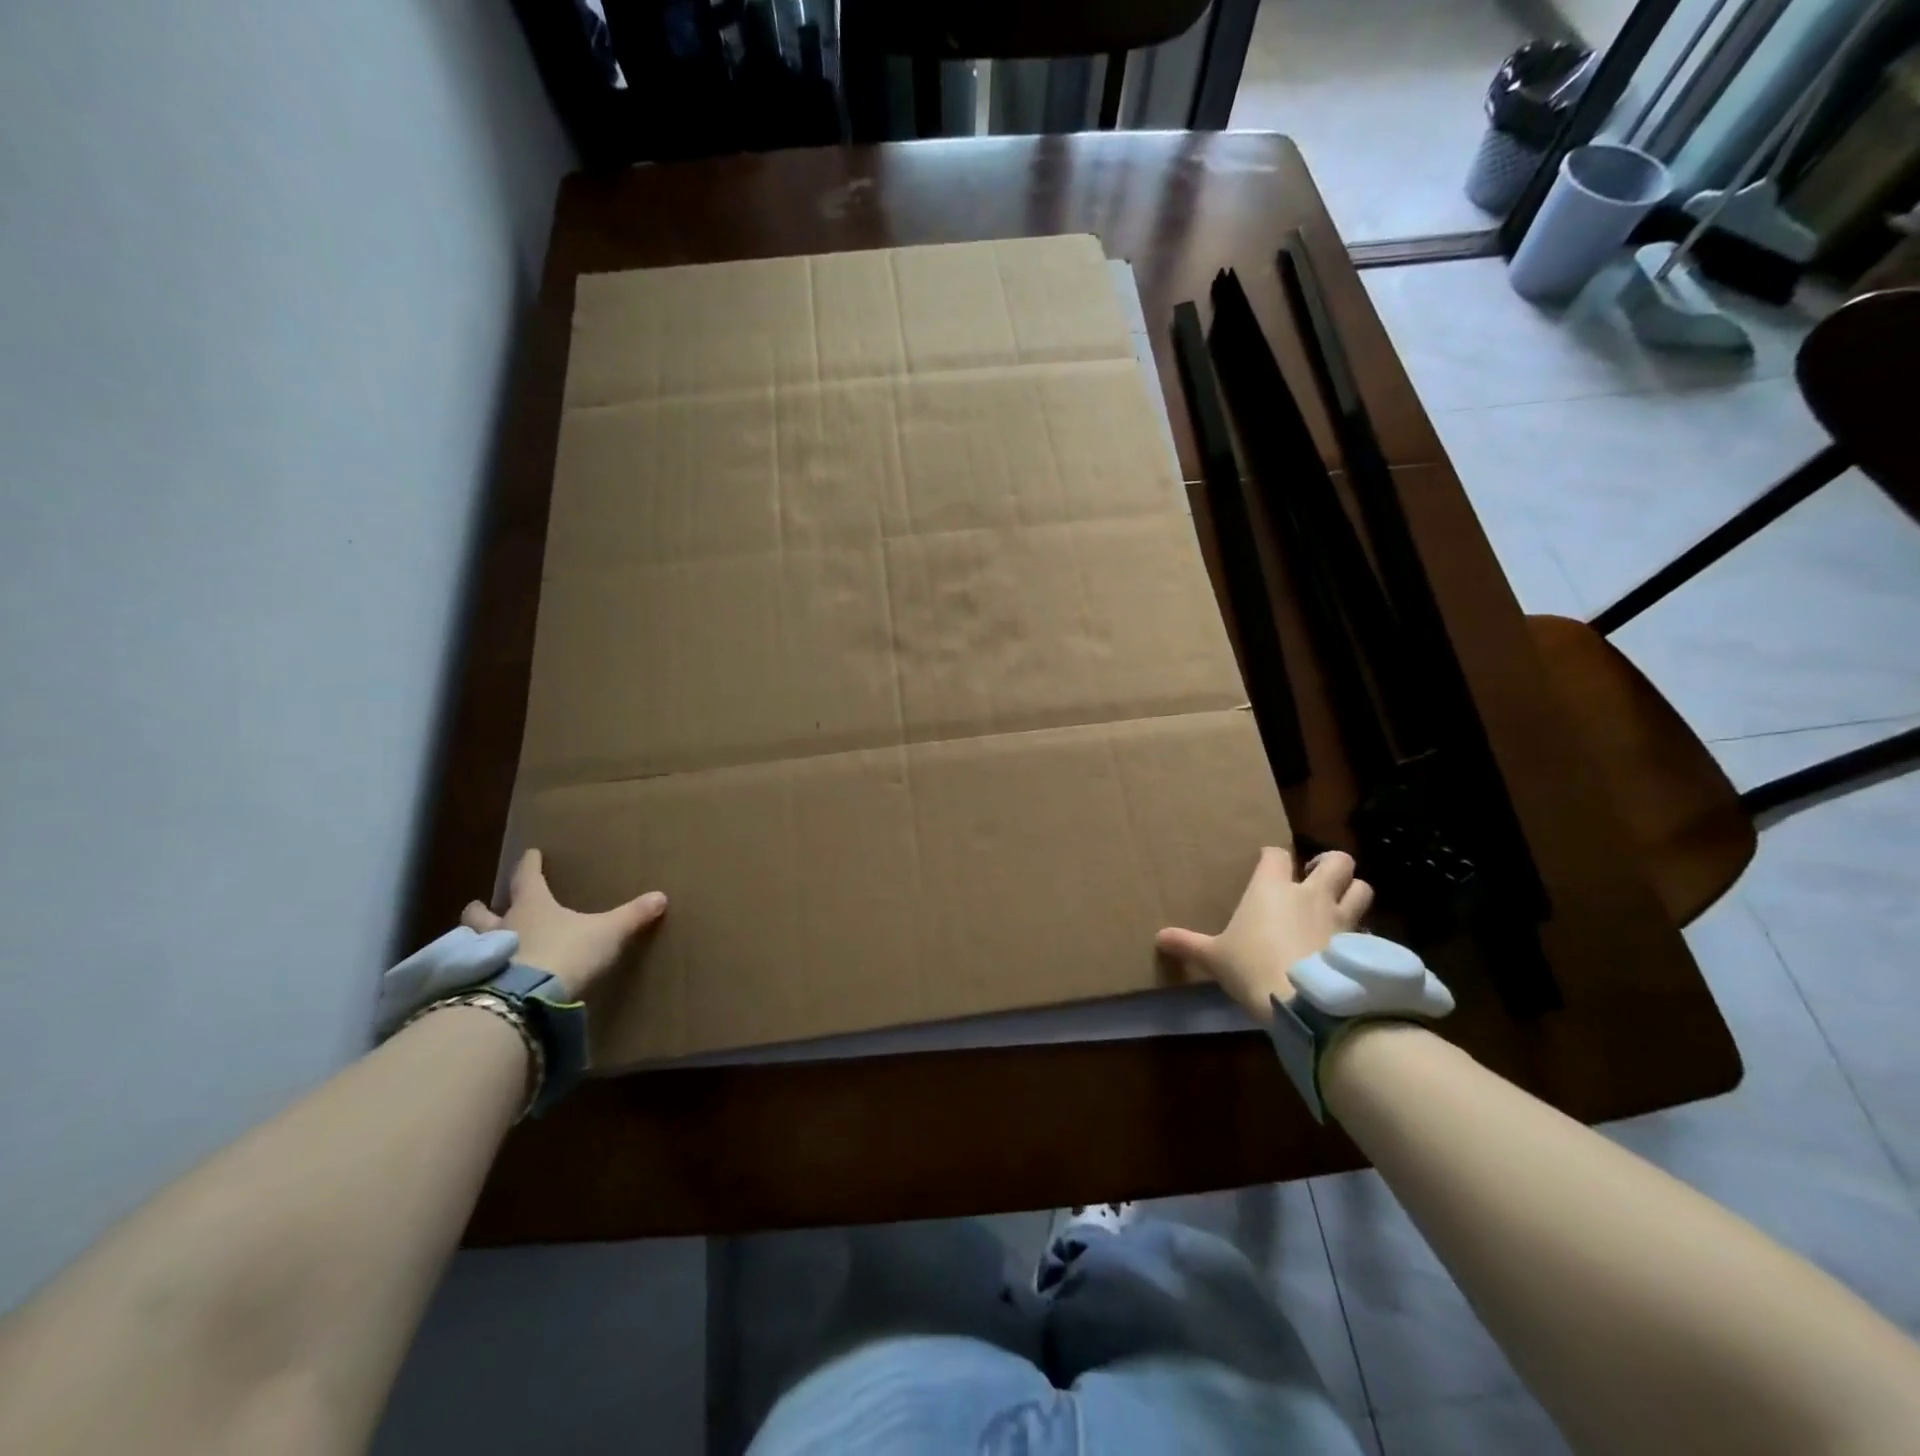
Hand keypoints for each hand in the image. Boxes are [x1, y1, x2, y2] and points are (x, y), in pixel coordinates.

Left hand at [461, 849, 666, 998]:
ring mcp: (483, 957)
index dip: (530, 864)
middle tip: (481, 905)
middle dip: (482, 908)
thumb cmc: (567, 952)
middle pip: (483, 912)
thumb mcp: (608, 933)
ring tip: (474, 943)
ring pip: (469, 941)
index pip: (528, 877)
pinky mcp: (476, 986)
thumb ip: (632, 916)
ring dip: (471, 939)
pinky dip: (473, 972)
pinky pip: (470, 974)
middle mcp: (503, 925)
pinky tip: (479, 979)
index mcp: (533, 906)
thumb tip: (661, 897)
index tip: (531, 853)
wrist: (526, 999)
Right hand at [1156, 846, 1372, 1021]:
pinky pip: (1367, 929)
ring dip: (1353, 892)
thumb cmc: (1251, 965)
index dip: (1272, 857)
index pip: (1276, 854)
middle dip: (1330, 864)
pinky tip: (1348, 947)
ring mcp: (1340, 918)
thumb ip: (1188, 945)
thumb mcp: (1214, 957)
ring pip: (1362, 888)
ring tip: (1340, 903)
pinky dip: (1361, 933)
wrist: (1304, 1000)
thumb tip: (1158, 938)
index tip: (1267, 864)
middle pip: (1337, 861)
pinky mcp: (1360, 945)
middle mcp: (1310, 894)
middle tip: (1316, 877)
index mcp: (1271, 888)